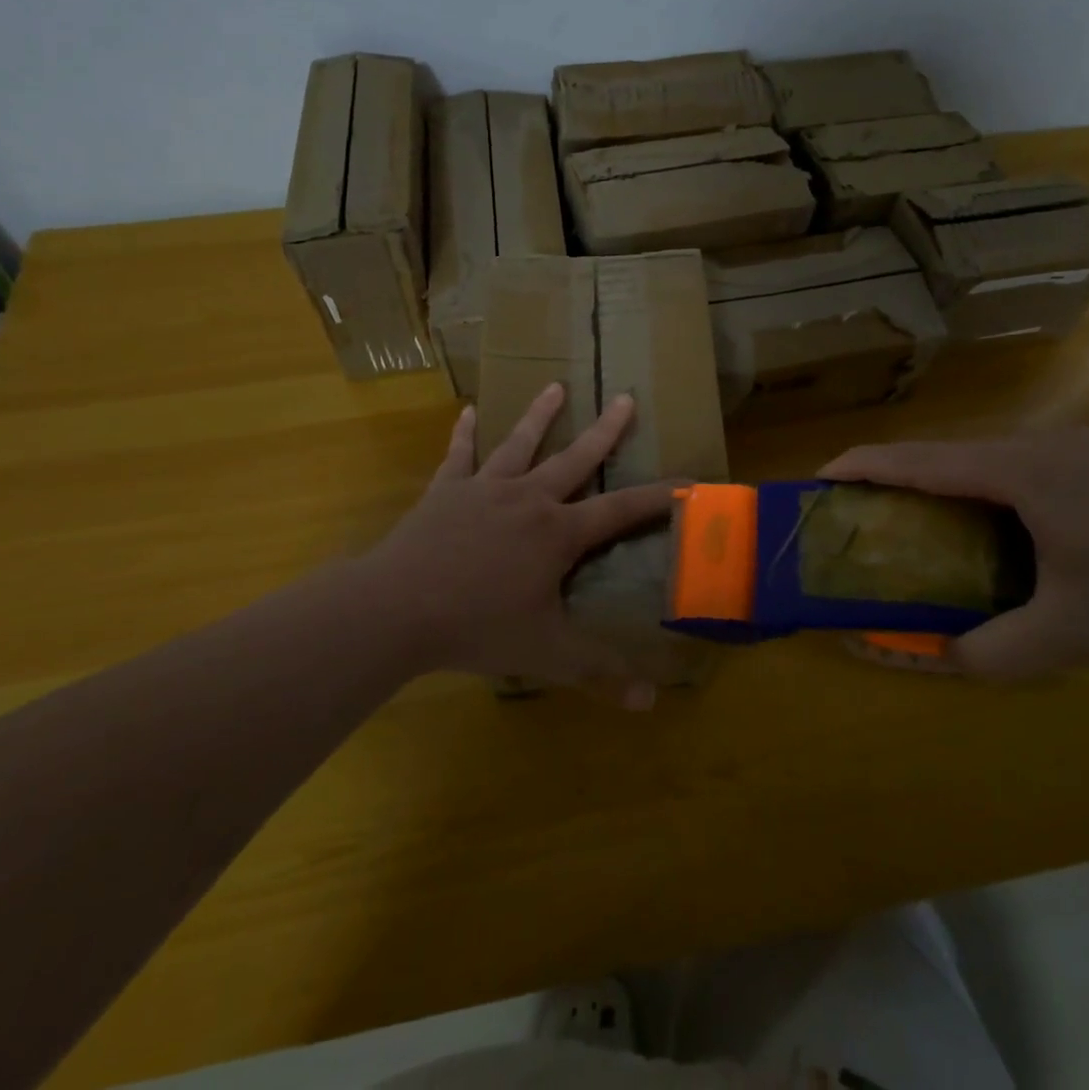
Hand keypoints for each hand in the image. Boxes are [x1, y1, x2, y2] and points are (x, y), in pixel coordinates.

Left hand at [358, 383, 676, 705]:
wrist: (399, 608)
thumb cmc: (478, 627)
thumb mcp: (546, 654)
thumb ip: (599, 673)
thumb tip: (650, 703)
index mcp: (558, 532)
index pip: (621, 510)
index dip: (658, 497)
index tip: (689, 480)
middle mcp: (528, 498)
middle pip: (575, 458)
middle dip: (606, 430)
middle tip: (625, 398)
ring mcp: (484, 488)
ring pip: (520, 443)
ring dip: (540, 415)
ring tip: (555, 386)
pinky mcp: (446, 491)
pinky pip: (459, 455)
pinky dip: (464, 434)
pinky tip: (467, 411)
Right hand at [821, 427, 1088, 678]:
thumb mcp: (1066, 636)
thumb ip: (988, 651)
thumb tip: (933, 656)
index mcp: (1016, 471)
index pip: (917, 459)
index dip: (862, 464)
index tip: (820, 477)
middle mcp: (1036, 443)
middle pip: (944, 452)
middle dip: (896, 475)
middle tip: (864, 510)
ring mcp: (1072, 445)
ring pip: (981, 456)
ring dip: (941, 480)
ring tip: (917, 517)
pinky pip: (1015, 463)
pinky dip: (980, 484)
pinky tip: (992, 521)